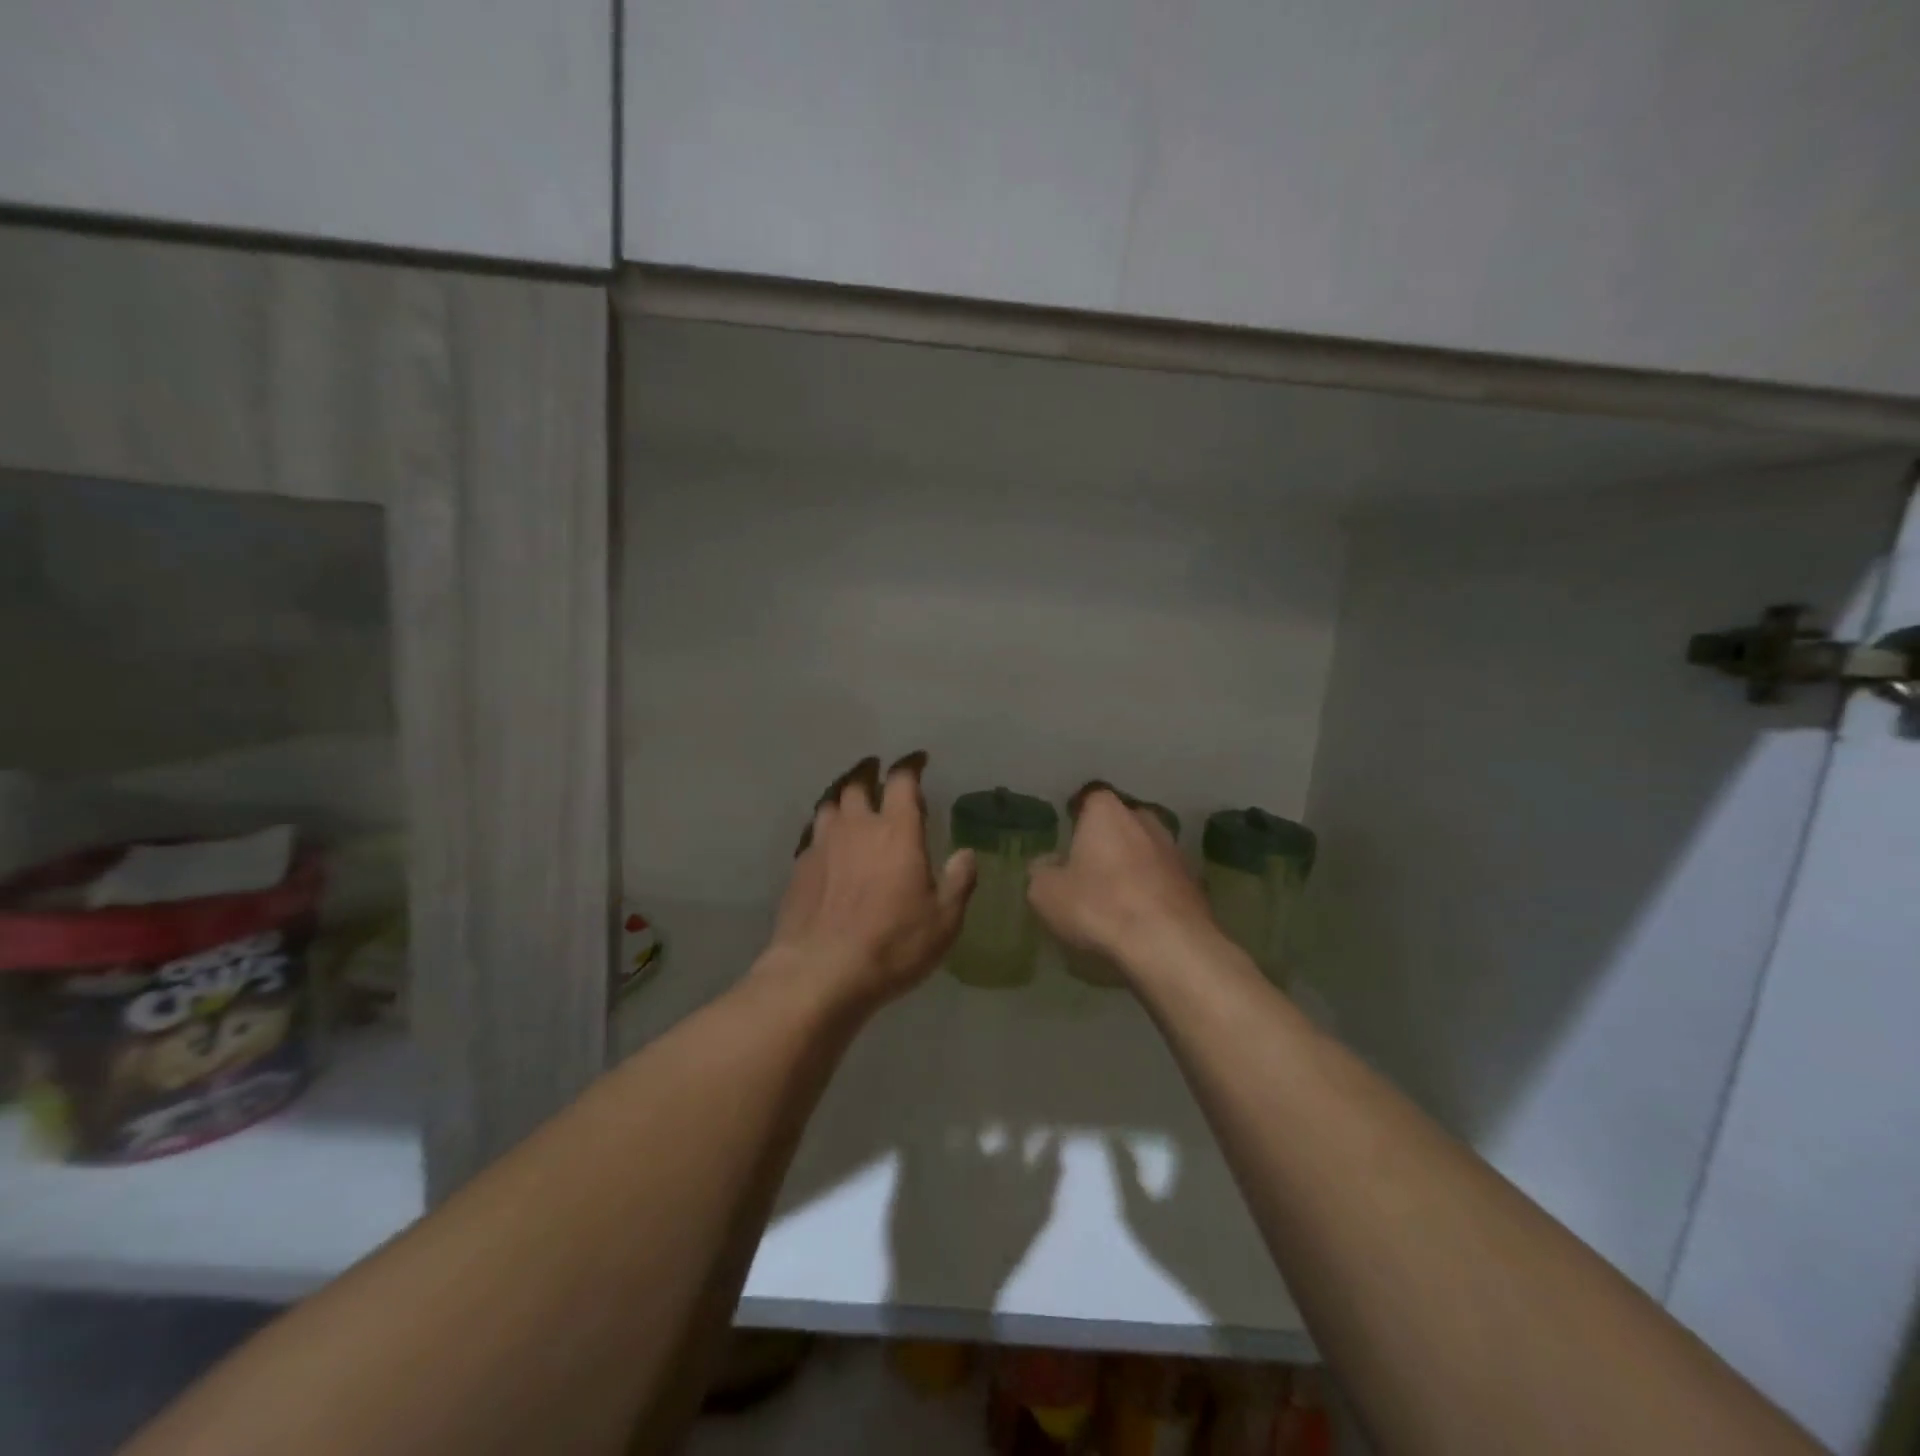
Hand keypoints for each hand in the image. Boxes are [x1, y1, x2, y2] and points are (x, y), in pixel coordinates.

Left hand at [761, 752, 975, 1009]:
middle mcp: (857, 827)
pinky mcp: (799, 867)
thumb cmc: (892, 943)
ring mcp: (823, 845)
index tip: (917, 760)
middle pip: (858, 784)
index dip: (910, 765)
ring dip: (843, 797)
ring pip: (830, 804)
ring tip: (850, 801)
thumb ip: (958, 882)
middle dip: (869, 773)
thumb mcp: (943, 920)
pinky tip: (827, 843)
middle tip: (877, 773)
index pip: (902, 780)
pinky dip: (824, 829)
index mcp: (897, 831)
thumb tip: (966, 855)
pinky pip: (813, 834)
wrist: (820, 971)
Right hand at [1027, 785, 1218, 980]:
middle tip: (1089, 868)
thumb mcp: (1046, 893)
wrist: (1169, 944)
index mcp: (1107, 812)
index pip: (1088, 799)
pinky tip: (1141, 915)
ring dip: (1132, 865)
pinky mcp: (1194, 881)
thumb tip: (1047, 864)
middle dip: (1107, 840)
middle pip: (1121, 823)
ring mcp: (1174, 849)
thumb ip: (1040, 871)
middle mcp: (1144, 819)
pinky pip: (1163, 878)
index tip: (1067, 838)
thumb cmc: (1099, 906)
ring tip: (1115, 896)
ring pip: (1145, 850)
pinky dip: (1152, 890)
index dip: (1077, 817)